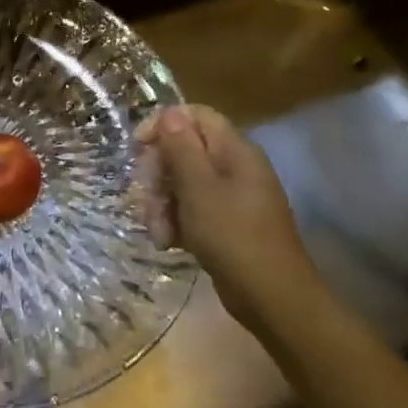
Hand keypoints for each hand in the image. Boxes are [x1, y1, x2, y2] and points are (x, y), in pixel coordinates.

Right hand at [134, 104, 325, 329]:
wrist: (270, 295)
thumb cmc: (233, 235)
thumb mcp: (199, 188)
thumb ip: (182, 147)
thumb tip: (170, 113)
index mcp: (235, 151)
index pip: (195, 116)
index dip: (163, 124)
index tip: (137, 147)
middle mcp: (234, 167)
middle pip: (183, 151)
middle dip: (157, 174)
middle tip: (145, 197)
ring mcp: (230, 197)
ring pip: (182, 183)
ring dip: (161, 203)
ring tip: (158, 231)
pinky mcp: (224, 223)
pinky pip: (191, 209)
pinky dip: (175, 222)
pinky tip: (168, 242)